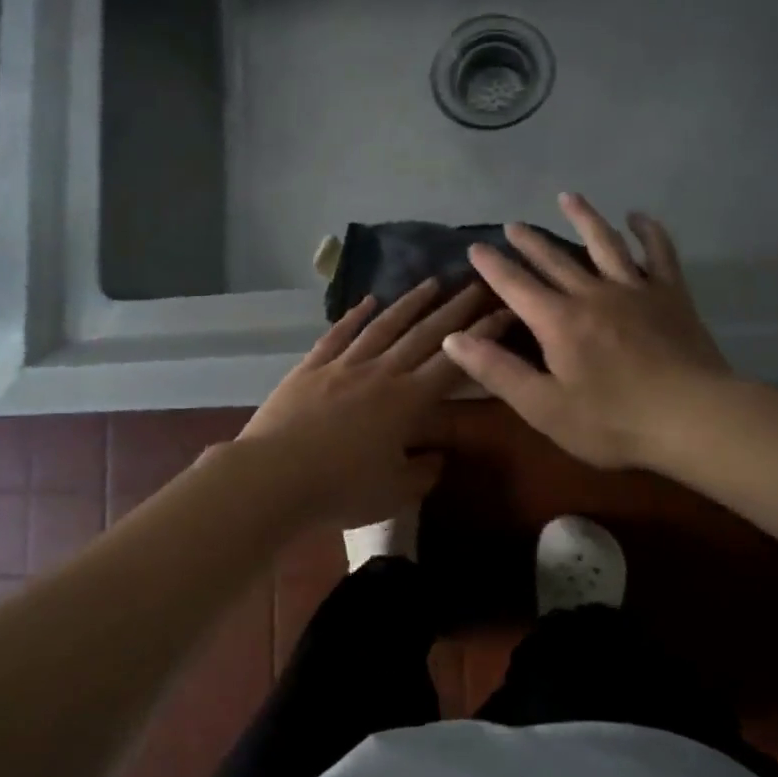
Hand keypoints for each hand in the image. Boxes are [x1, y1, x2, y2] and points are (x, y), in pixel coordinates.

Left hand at [241, 280, 503, 529]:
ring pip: (383, 327)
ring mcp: (342, 366)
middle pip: (423, 335)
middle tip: (476, 284)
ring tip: (431, 283)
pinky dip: (354, 316)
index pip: (453, 363)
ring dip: (409, 304)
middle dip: (454, 309)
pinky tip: (368, 302)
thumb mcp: (394, 493)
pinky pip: (337, 335)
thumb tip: (436, 456)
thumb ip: (422, 473)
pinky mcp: (310, 368)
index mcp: (407, 402)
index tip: (504, 312)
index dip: (482, 337)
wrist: (273, 477)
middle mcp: (380, 373)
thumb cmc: (340, 490)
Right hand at [442, 192, 729, 469]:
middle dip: (529, 241)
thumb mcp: (543, 407)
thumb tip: (453, 338)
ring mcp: (635, 290)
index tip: (476, 247)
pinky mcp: (671, 296)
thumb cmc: (612, 422)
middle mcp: (591, 294)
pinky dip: (648, 233)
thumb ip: (497, 370)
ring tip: (568, 197)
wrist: (694, 419)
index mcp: (557, 322)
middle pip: (554, 259)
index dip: (493, 266)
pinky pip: (658, 254)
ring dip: (584, 219)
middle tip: (511, 224)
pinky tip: (638, 217)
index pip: (515, 285)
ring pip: (604, 244)